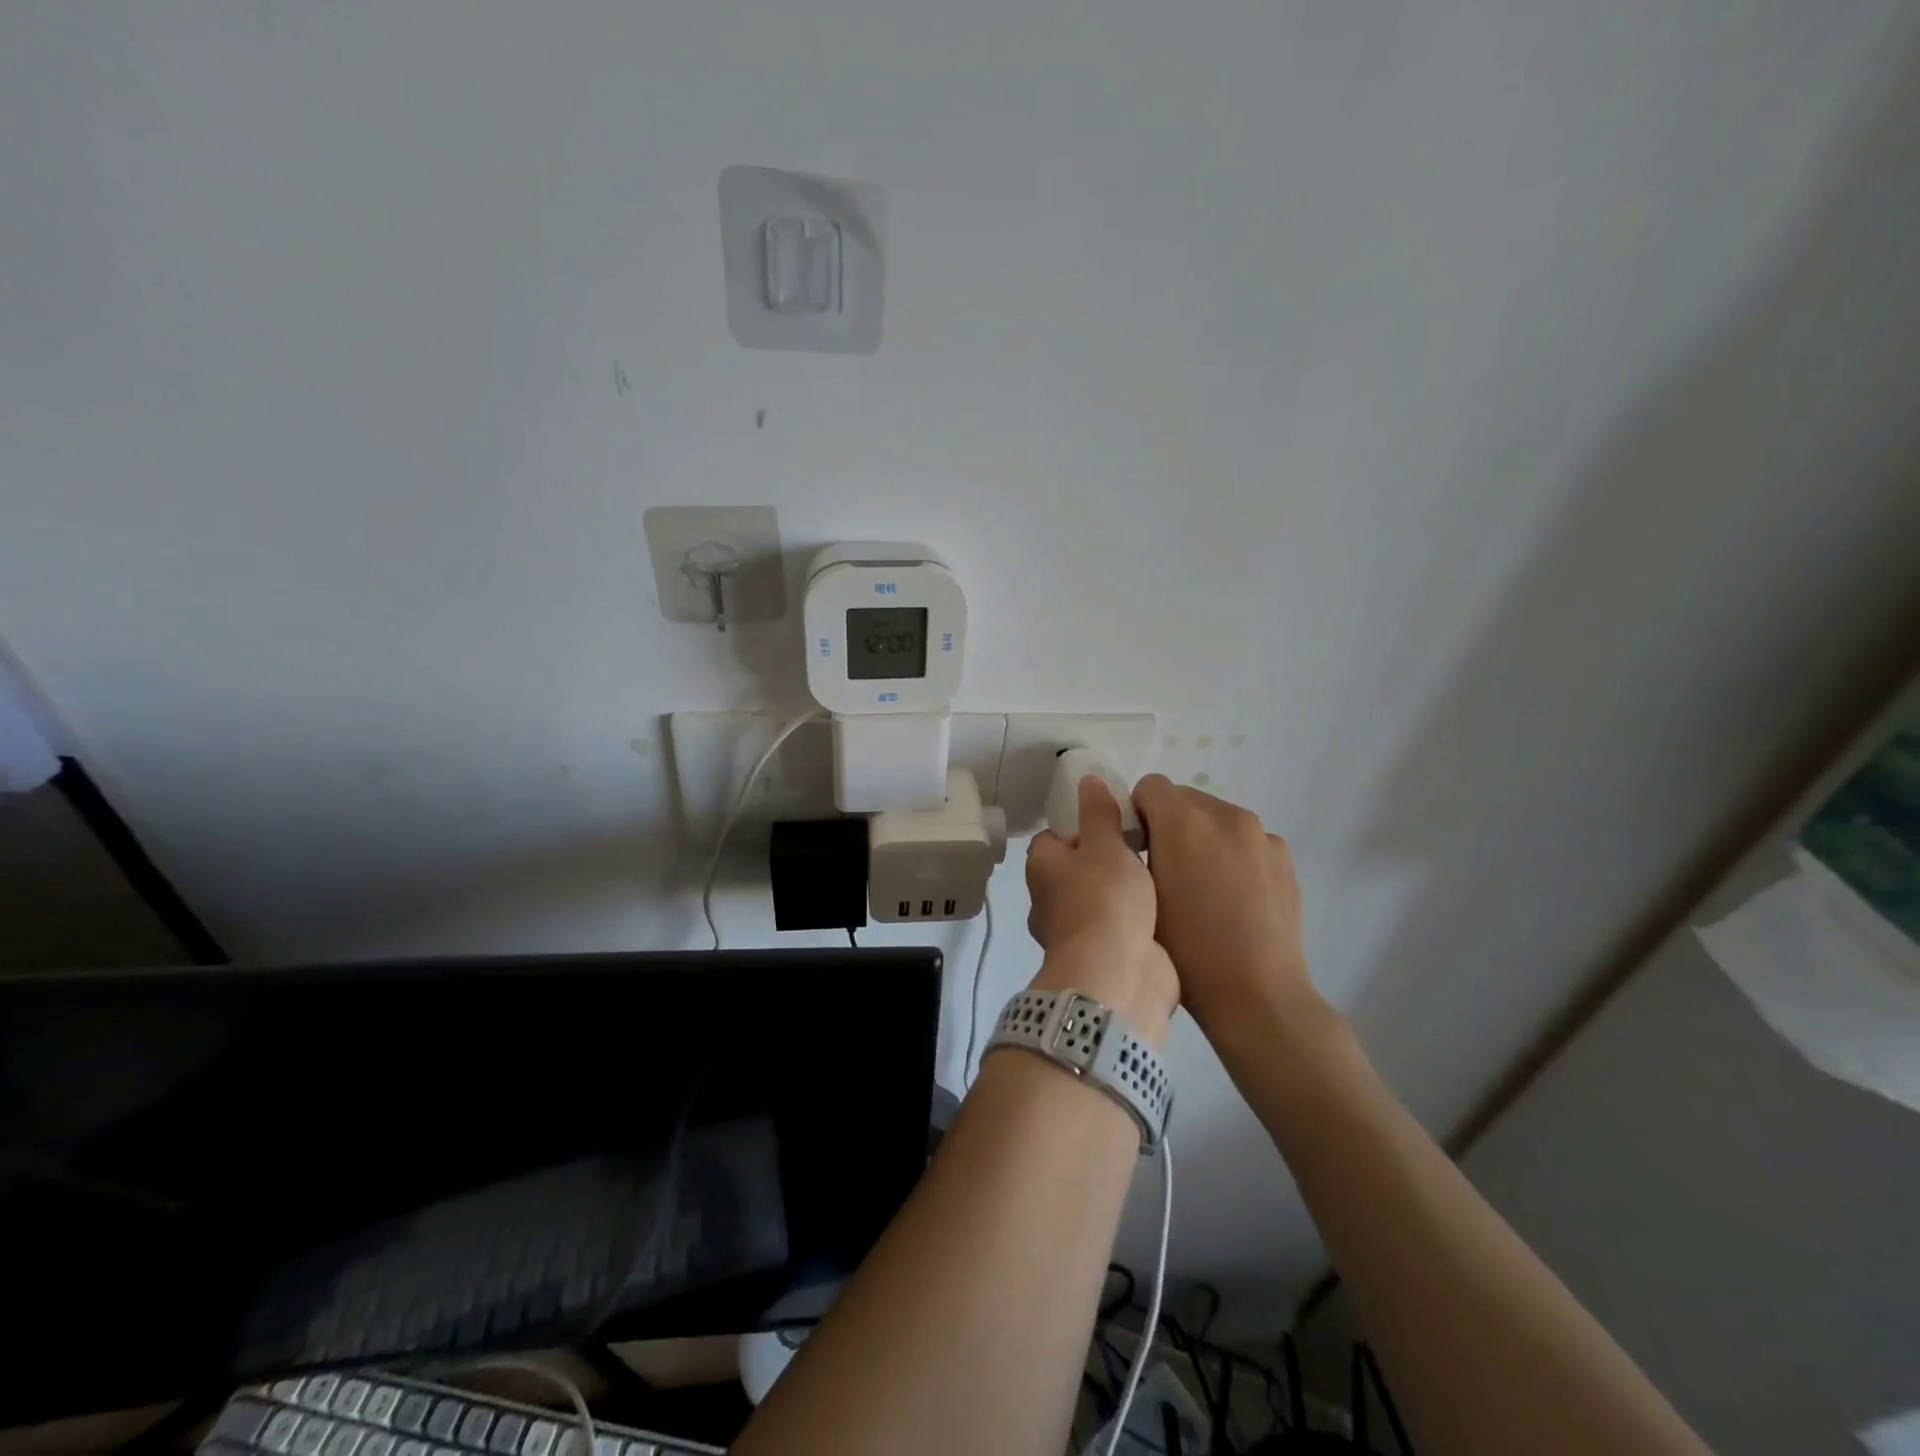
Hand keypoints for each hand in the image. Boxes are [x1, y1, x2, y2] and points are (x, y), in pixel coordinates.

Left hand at [1025, 776, 1179, 1043]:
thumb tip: (1086, 780)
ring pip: (1099, 901)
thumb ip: (1099, 813)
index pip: (1055, 836)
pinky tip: (1163, 910)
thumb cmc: (1105, 900)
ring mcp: (1075, 933)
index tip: (1115, 824)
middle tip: (1144, 848)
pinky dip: (1135, 921)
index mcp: (1042, 868)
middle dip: (1107, 861)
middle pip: (1078, 869)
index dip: (1082, 827)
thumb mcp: (1106, 845)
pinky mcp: (1102, 958)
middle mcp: (1050, 900)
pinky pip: (1118, 929)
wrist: (1118, 978)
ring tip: (1160, 876)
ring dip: (1123, 894)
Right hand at [1131, 775, 1320, 1041]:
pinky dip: (1233, 854)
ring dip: (1202, 837)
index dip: (1138, 814)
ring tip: (1204, 887)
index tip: (1138, 849)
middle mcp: (1225, 815)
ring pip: (1217, 818)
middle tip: (1167, 870)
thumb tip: (1136, 838)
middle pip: (1184, 799)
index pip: (1149, 786)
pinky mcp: (1284, 856)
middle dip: (1170, 824)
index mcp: (1183, 821)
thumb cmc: (1186, 949)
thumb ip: (1132, 853)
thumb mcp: (1141, 897)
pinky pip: (1246, 840)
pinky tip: (1234, 897)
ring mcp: (1260, 835)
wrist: (1256, 993)